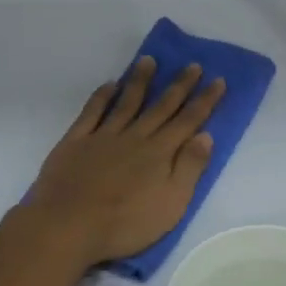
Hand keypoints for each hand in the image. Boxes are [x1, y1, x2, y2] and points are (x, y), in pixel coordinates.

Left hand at [29, 57, 225, 267]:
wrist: (68, 225)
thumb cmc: (125, 223)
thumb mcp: (171, 204)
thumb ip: (189, 168)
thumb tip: (205, 136)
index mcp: (159, 153)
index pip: (188, 121)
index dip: (204, 100)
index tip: (218, 80)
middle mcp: (134, 137)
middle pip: (160, 106)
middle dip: (179, 85)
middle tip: (192, 64)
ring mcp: (103, 136)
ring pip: (126, 102)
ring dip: (140, 81)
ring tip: (149, 60)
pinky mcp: (76, 141)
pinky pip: (91, 112)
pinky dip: (101, 96)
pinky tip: (109, 84)